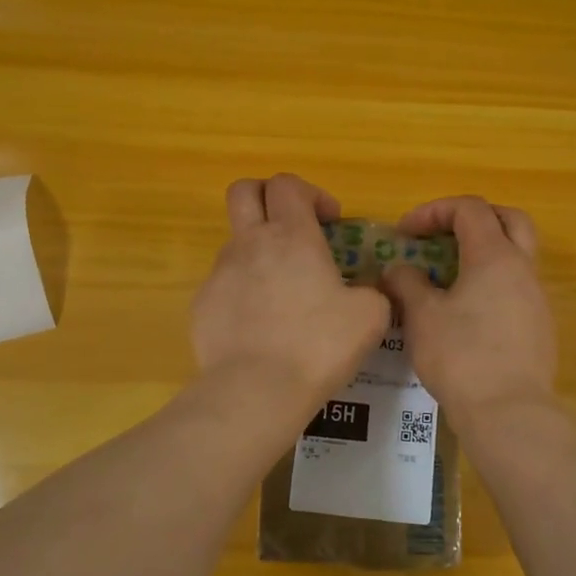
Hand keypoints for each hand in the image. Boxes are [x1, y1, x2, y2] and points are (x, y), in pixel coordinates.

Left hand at [191, 174, 390, 414]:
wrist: (256, 390)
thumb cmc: (318, 345)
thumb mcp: (370, 316)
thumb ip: (373, 291)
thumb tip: (368, 289)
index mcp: (292, 236)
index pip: (288, 184)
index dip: (310, 193)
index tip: (329, 221)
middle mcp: (250, 244)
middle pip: (244, 191)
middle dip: (267, 197)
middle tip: (292, 226)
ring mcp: (220, 273)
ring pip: (235, 242)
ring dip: (258, 252)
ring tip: (283, 293)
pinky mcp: (202, 305)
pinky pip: (224, 285)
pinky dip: (243, 293)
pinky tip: (260, 327)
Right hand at [378, 196, 557, 424]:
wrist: (509, 412)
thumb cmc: (461, 356)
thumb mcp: (422, 316)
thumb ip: (407, 283)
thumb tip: (399, 269)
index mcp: (495, 256)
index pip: (469, 209)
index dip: (434, 211)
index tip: (404, 233)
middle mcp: (523, 268)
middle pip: (509, 219)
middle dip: (474, 218)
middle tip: (444, 234)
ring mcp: (538, 298)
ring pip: (517, 255)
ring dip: (485, 253)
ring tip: (450, 277)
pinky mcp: (540, 327)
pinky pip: (518, 288)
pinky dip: (493, 283)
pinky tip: (469, 313)